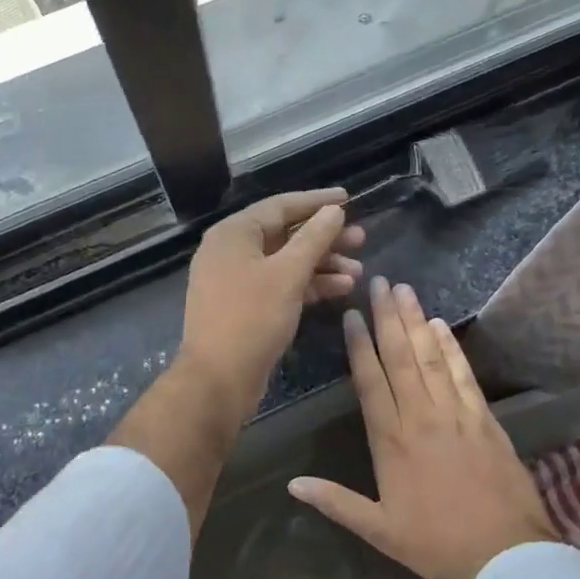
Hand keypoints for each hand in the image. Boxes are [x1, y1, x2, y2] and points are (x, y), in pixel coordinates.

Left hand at [176, 189, 365, 425]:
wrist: (218, 379)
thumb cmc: (252, 318)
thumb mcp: (288, 274)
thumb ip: (314, 238)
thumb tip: (334, 210)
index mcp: (234, 234)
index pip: (280, 206)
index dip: (316, 202)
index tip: (348, 199)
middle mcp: (231, 251)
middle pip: (285, 234)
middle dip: (324, 238)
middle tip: (361, 239)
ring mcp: (236, 280)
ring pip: (285, 262)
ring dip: (322, 264)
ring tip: (359, 271)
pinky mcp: (245, 306)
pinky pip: (280, 284)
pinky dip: (308, 285)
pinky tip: (341, 289)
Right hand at [288, 278, 556, 578]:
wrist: (505, 554)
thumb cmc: (437, 544)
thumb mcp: (379, 530)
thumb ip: (335, 502)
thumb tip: (292, 484)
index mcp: (392, 441)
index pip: (370, 382)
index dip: (359, 346)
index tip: (351, 315)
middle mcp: (422, 417)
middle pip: (401, 358)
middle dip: (387, 317)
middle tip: (380, 282)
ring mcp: (456, 414)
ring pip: (431, 358)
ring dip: (416, 321)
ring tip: (405, 290)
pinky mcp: (484, 418)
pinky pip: (464, 375)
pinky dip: (452, 348)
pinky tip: (441, 326)